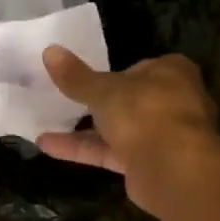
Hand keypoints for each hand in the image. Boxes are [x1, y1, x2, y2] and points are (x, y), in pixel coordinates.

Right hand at [36, 47, 219, 216]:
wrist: (173, 169)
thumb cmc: (144, 112)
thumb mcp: (103, 90)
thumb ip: (76, 76)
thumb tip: (49, 51)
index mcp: (172, 72)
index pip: (142, 67)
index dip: (116, 72)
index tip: (89, 78)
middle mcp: (172, 102)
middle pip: (131, 100)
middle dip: (99, 103)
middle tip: (66, 100)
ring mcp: (162, 136)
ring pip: (120, 129)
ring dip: (85, 129)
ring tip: (46, 123)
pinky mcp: (148, 165)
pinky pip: (111, 152)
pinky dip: (83, 149)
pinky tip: (47, 146)